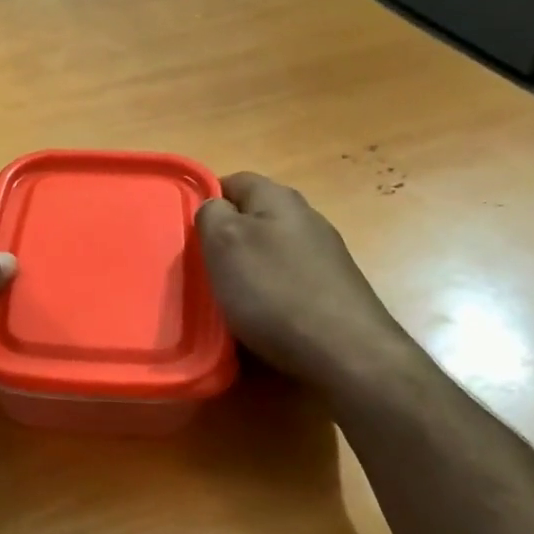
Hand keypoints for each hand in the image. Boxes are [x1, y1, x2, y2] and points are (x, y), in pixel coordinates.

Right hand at [195, 172, 405, 387]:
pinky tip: (260, 318)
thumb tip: (214, 208)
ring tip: (227, 298)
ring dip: (248, 270)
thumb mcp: (224, 242)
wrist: (345, 352)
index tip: (188, 234)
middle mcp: (306, 218)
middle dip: (226, 240)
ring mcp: (324, 255)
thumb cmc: (274, 291)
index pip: (233, 181)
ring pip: (271, 252)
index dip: (206, 201)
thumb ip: (211, 214)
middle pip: (253, 218)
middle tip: (203, 269)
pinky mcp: (332, 290)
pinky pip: (288, 282)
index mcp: (279, 198)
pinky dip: (269, 295)